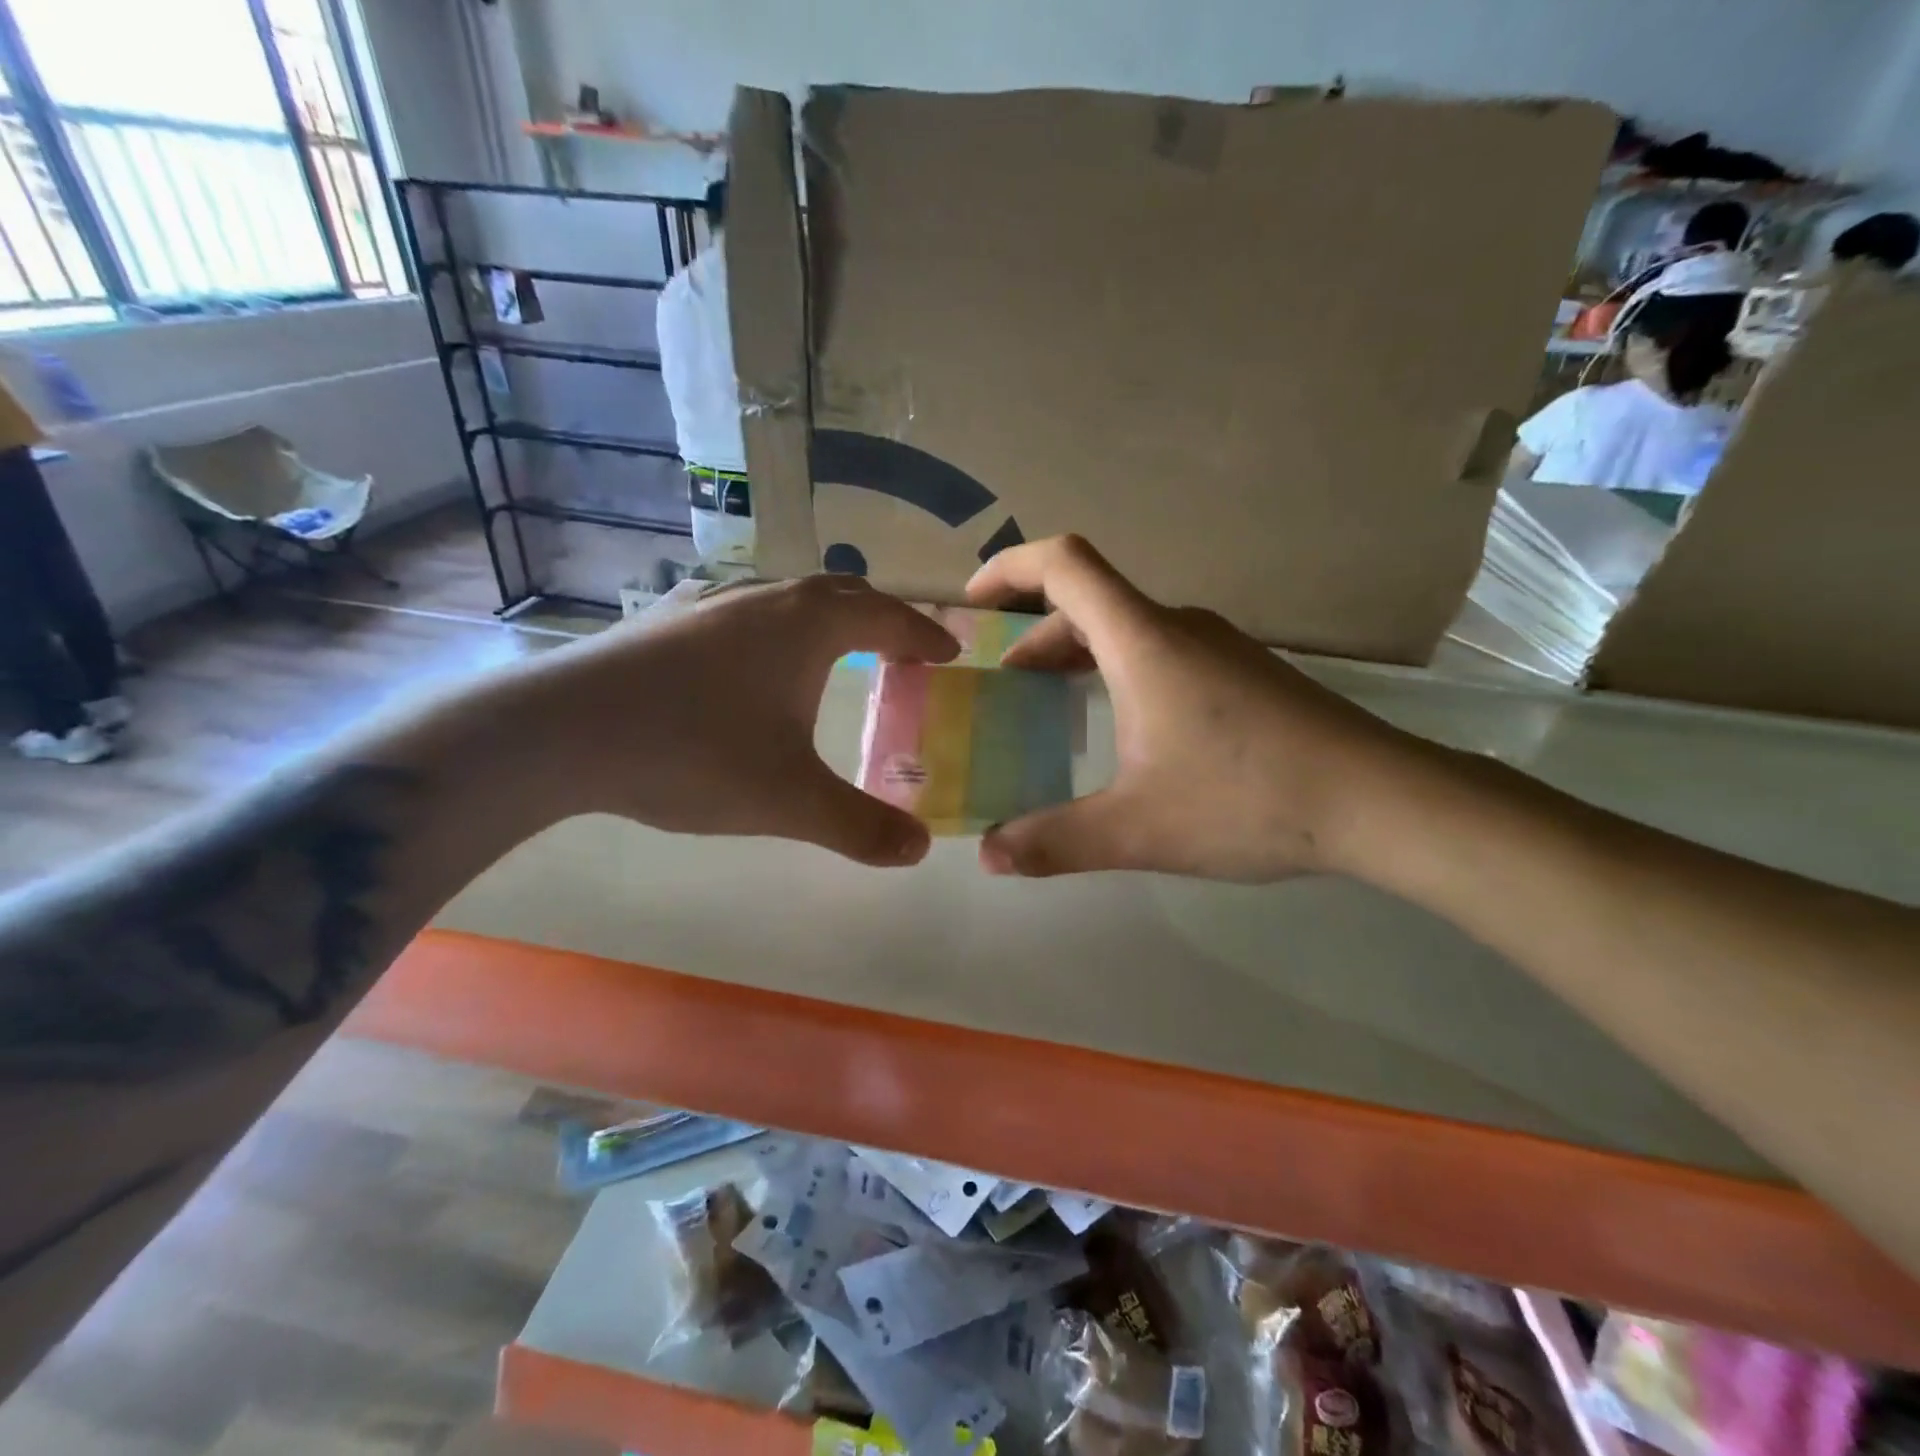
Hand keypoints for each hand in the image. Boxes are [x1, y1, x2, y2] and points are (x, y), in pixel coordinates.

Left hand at [527, 575, 957, 865]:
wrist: (558, 732)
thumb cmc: (691, 752)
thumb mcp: (789, 800)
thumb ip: (860, 826)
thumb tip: (918, 850)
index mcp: (809, 625)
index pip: (887, 618)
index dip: (924, 636)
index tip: (949, 652)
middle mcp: (765, 600)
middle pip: (842, 594)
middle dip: (881, 621)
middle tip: (902, 655)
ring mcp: (710, 605)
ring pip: (789, 600)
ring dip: (827, 622)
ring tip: (837, 658)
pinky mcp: (667, 623)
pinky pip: (746, 615)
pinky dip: (776, 632)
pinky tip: (754, 667)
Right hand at [965, 536, 1417, 880]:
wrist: (1381, 801)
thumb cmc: (1250, 799)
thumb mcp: (1138, 829)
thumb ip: (1056, 841)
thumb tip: (990, 857)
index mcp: (1144, 642)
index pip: (1065, 565)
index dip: (1009, 568)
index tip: (973, 603)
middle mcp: (1179, 629)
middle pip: (1091, 601)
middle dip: (1035, 632)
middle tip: (1004, 681)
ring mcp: (1219, 648)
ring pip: (1128, 630)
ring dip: (1078, 653)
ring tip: (1050, 701)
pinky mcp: (1245, 674)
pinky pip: (1162, 652)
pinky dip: (1119, 670)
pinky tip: (1124, 728)